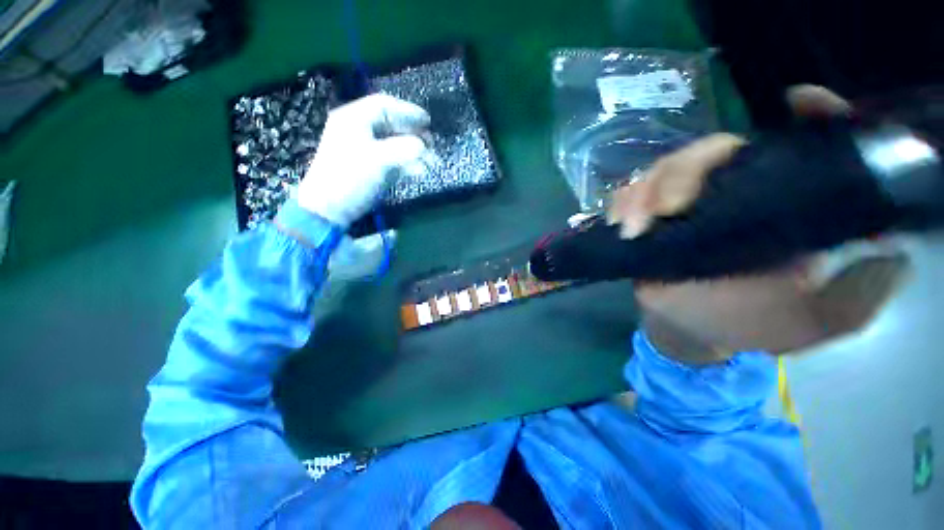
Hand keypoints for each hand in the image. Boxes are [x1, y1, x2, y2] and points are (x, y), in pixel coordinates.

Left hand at [296, 94, 430, 227]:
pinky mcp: (367, 167)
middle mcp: (358, 130)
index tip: (428, 121)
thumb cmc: (351, 178)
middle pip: (390, 124)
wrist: (330, 208)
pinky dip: (405, 163)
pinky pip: (390, 159)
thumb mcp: (379, 160)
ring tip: (428, 161)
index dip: (408, 111)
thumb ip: (404, 149)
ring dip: (412, 151)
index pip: (384, 105)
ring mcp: (362, 149)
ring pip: (392, 143)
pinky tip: (417, 171)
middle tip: (430, 143)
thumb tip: (423, 146)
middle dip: (413, 133)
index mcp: (354, 119)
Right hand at [608, 85, 909, 359]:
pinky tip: (621, 224)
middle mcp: (733, 190)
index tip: (797, 101)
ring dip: (644, 193)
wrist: (690, 329)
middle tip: (669, 209)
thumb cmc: (754, 324)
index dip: (806, 115)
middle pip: (711, 150)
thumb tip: (892, 242)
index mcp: (780, 202)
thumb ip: (864, 287)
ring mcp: (684, 201)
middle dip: (685, 172)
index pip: (799, 143)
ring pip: (663, 169)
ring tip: (635, 228)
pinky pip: (629, 194)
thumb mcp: (824, 317)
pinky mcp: (648, 216)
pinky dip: (622, 202)